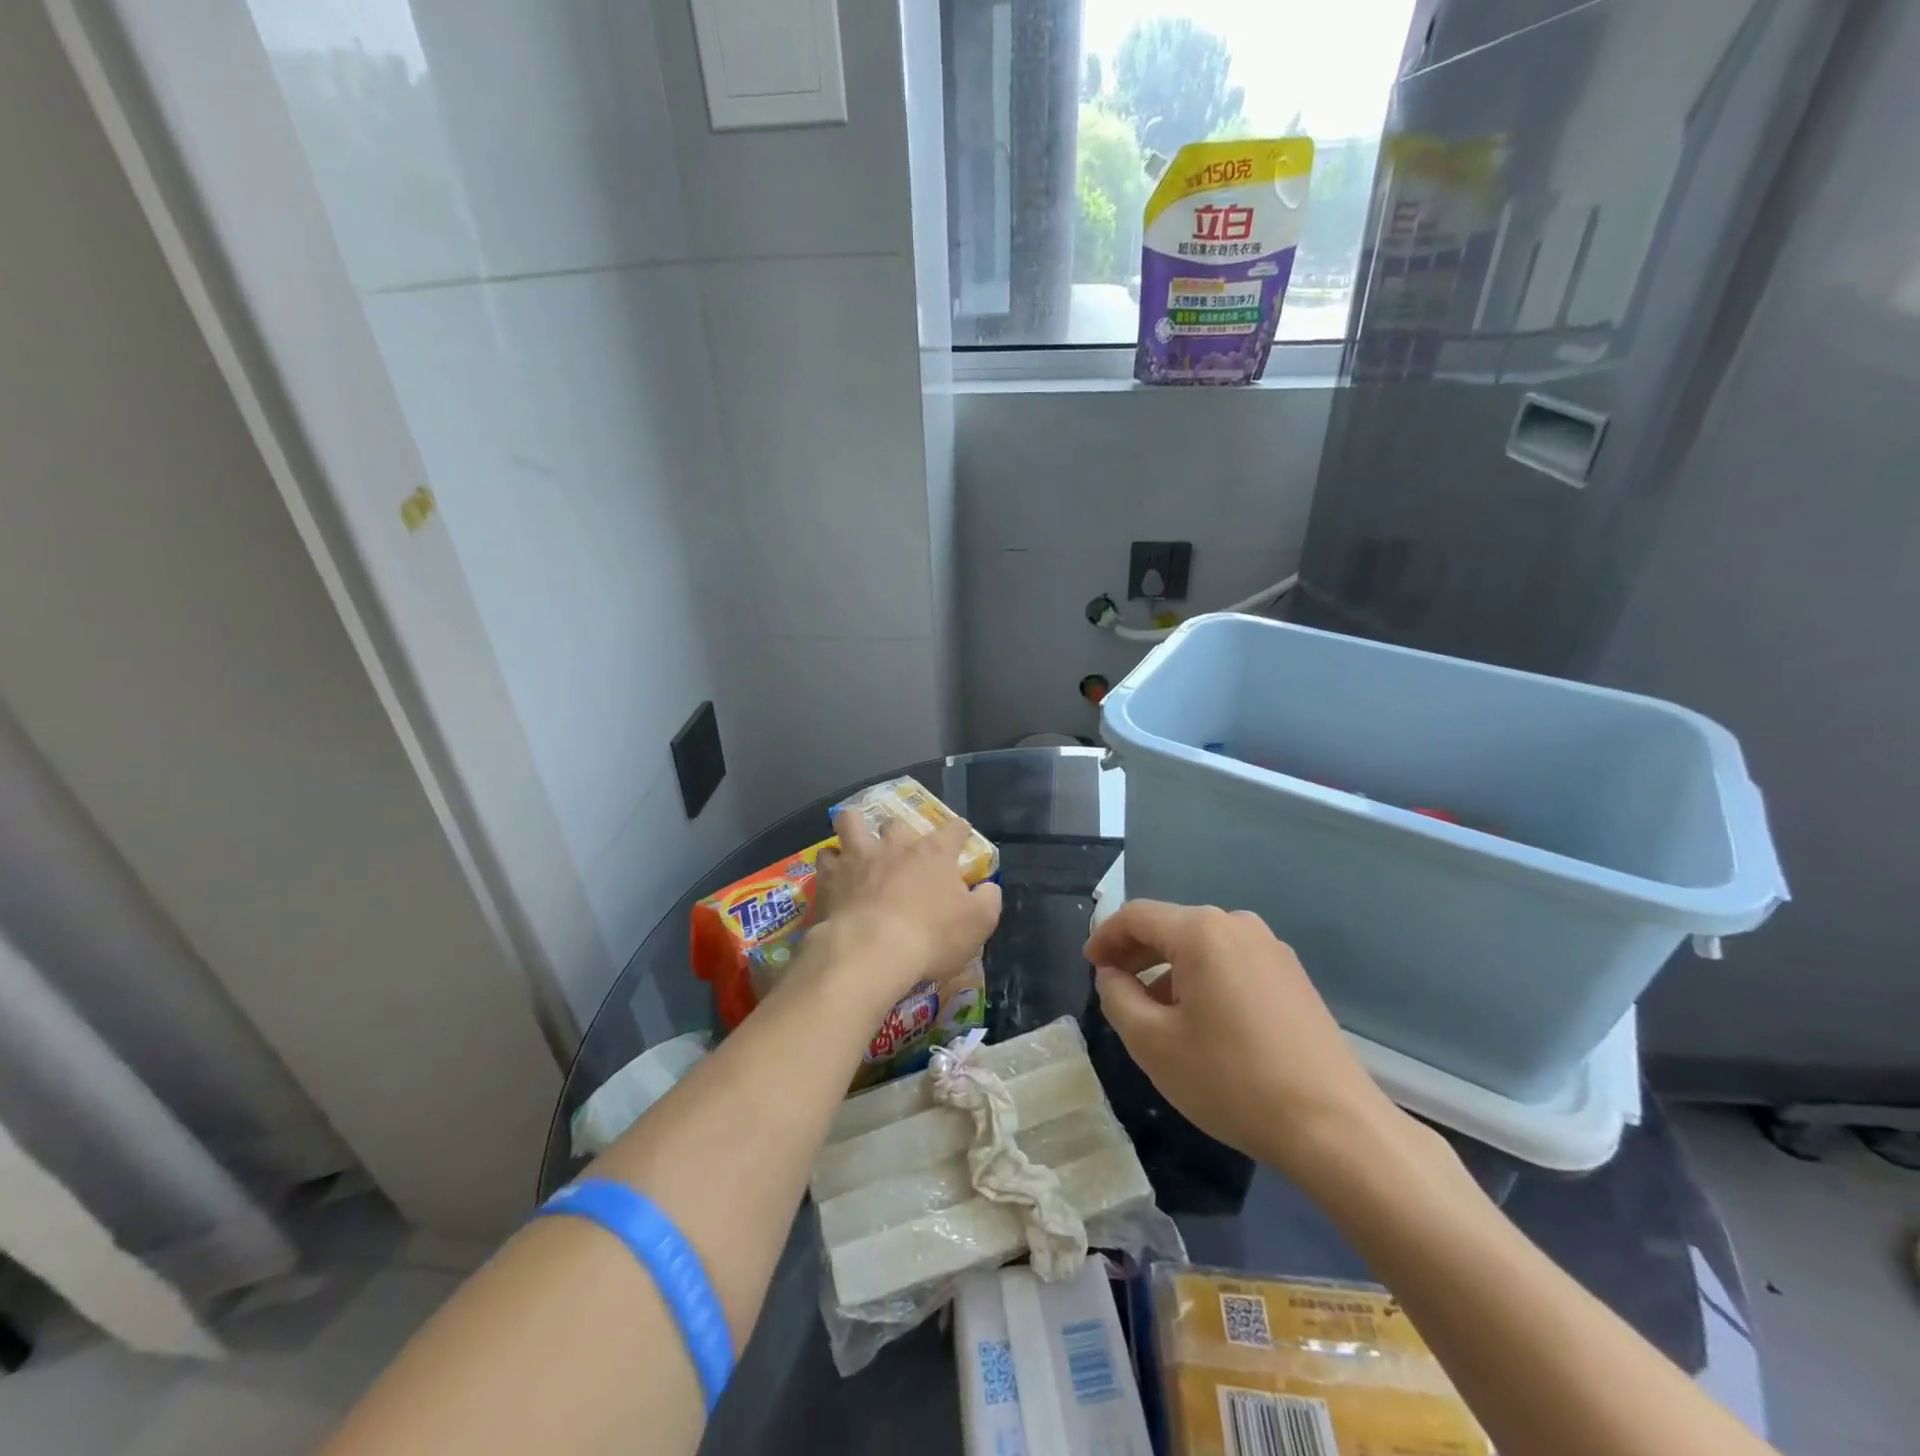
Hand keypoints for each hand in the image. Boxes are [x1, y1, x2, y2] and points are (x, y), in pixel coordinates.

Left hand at [804, 810, 1001, 1015]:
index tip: (960, 836)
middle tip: (900, 849)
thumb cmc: (931, 936)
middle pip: (896, 823)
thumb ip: (988, 900)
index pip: (954, 829)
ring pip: (851, 823)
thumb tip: (988, 887)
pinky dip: (829, 864)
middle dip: (899, 832)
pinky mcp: (830, 877)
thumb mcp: (978, 923)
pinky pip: (824, 859)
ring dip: (853, 828)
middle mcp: (896, 845)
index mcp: (935, 853)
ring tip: (854, 841)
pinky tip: (831, 874)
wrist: (872, 951)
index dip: (959, 831)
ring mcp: (859, 857)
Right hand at [1085, 900, 1416, 1191]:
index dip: (1105, 937)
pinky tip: (1201, 1021)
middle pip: (1172, 926)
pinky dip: (1203, 980)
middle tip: (1113, 987)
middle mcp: (1238, 925)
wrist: (1335, 1127)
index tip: (1088, 965)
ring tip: (1154, 1012)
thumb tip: (1112, 975)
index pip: (1137, 916)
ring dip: (1169, 970)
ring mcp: (1272, 950)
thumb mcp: (1153, 1043)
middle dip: (1136, 953)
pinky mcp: (1293, 977)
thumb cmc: (1232, 1080)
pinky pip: (1232, 963)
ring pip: (1203, 947)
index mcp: (1202, 931)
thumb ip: (1117, 998)